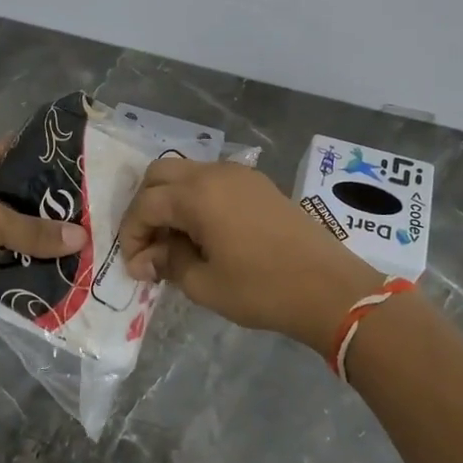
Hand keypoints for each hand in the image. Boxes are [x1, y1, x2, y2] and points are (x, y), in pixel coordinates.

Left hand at [0, 142, 85, 331]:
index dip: (45, 159)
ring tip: (80, 245)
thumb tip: (83, 238)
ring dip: (35, 239)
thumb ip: (34, 230)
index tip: (84, 172)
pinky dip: (19, 264)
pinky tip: (53, 270)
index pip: (13, 151)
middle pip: (15, 193)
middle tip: (90, 215)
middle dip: (47, 207)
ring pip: (8, 228)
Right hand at [119, 158, 380, 354]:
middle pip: (160, 175)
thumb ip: (168, 263)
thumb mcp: (204, 284)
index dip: (131, 234)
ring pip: (187, 173)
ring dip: (171, 201)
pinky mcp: (258, 184)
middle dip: (145, 207)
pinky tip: (204, 233)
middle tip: (149, 245)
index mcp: (196, 195)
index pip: (145, 204)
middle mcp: (214, 173)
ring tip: (176, 242)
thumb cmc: (262, 290)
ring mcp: (239, 174)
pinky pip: (213, 180)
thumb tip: (145, 259)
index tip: (135, 267)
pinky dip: (196, 199)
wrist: (330, 289)